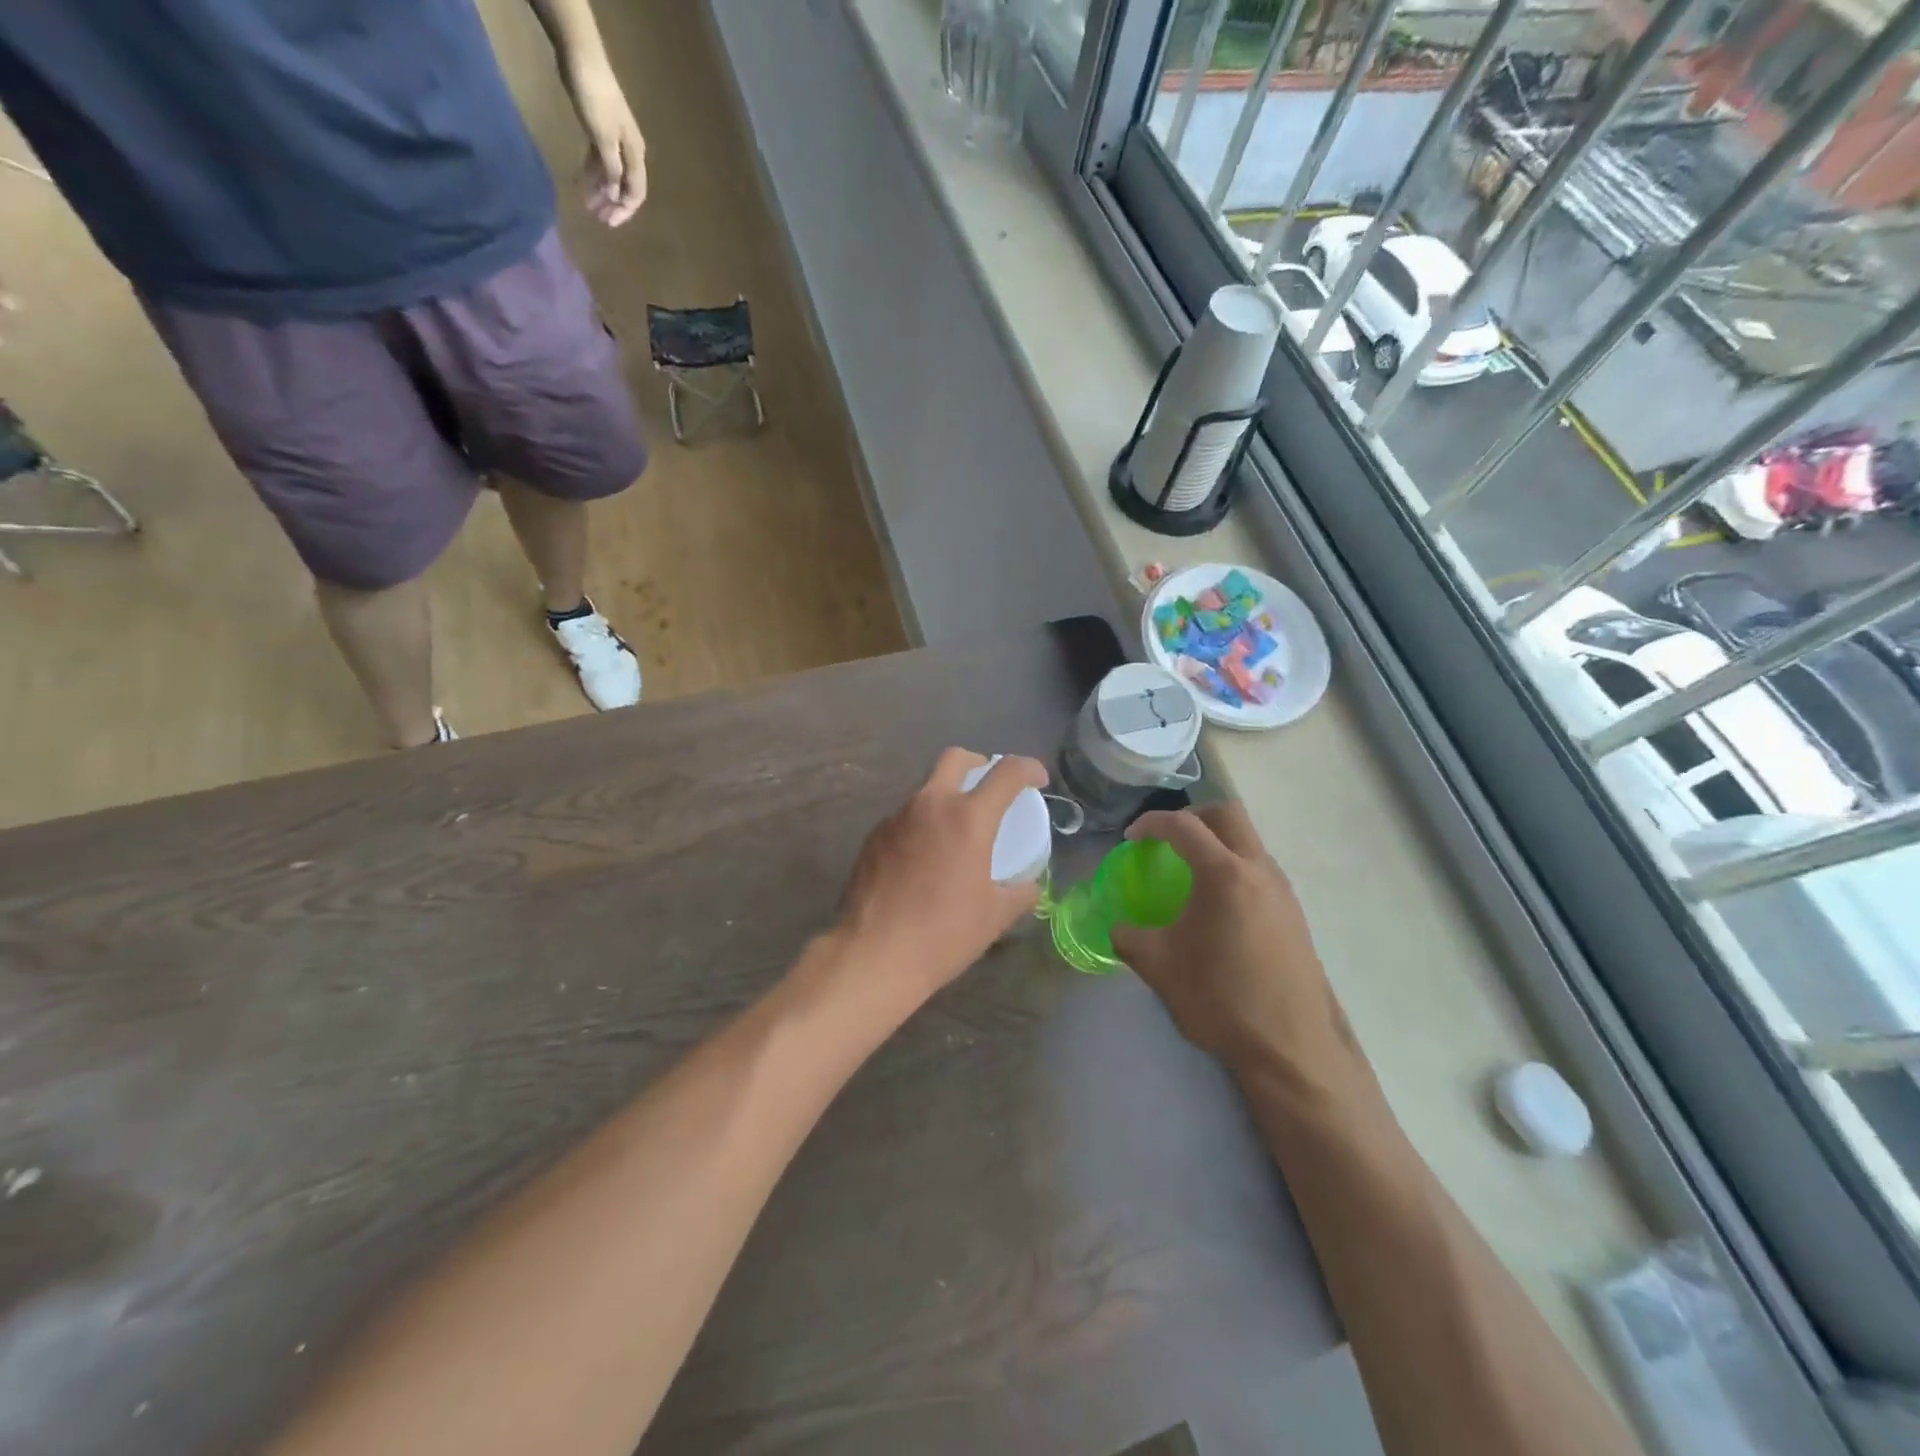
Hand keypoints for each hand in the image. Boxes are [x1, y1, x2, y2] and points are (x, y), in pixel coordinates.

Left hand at [567, 61, 646, 225]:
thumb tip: (616, 194)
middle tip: (600, 219)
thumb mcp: (603, 138)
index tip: (610, 223)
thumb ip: (611, 169)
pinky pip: (600, 160)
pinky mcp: (599, 129)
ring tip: (590, 205)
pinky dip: (595, 173)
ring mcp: (614, 140)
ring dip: (603, 191)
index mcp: (635, 154)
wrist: (582, 57)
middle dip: (614, 204)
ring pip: (612, 174)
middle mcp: (629, 151)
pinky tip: (586, 183)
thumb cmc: (595, 99)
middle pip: (625, 186)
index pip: (636, 192)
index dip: (625, 210)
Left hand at [833, 749, 1049, 1006]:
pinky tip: (924, 860)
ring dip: (947, 798)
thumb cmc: (943, 934)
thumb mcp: (995, 916)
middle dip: (979, 764)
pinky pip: (905, 818)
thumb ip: (1020, 893)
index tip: (1038, 779)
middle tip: (990, 788)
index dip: (1029, 768)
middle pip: (956, 758)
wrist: (873, 955)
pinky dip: (923, 826)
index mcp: (968, 818)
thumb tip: (1030, 885)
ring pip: (927, 789)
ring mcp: (896, 818)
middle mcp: (930, 805)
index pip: (1007, 773)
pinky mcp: (873, 837)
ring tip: (957, 834)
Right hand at [1113, 804, 1358, 1091]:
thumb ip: (1129, 938)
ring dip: (1217, 842)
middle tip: (1166, 839)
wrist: (1290, 1047)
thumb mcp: (1159, 966)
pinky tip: (1218, 906)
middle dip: (1192, 817)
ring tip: (1189, 872)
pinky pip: (1260, 868)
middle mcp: (1259, 870)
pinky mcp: (1294, 913)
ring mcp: (1282, 890)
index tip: (1131, 838)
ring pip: (1249, 840)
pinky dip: (1234, 867)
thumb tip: (1118, 929)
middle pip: (1227, 815)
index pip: (1183, 826)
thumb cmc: (1220, 998)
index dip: (1151, 823)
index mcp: (1224, 874)